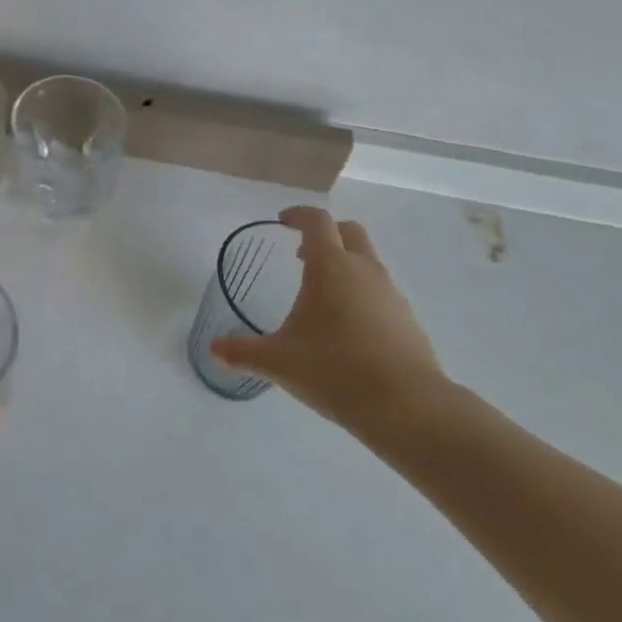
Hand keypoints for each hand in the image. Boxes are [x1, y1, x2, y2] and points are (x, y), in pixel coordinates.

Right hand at [211, 207, 449, 437]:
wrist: (407, 406)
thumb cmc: (335, 370)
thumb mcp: (279, 362)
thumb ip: (243, 352)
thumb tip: (214, 348)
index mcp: (331, 266)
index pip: (317, 221)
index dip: (298, 215)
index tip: (282, 222)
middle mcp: (364, 270)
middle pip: (349, 232)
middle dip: (326, 235)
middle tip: (302, 257)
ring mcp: (391, 293)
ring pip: (368, 262)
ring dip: (346, 266)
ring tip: (322, 297)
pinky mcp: (407, 320)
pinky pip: (381, 292)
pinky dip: (362, 295)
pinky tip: (348, 329)